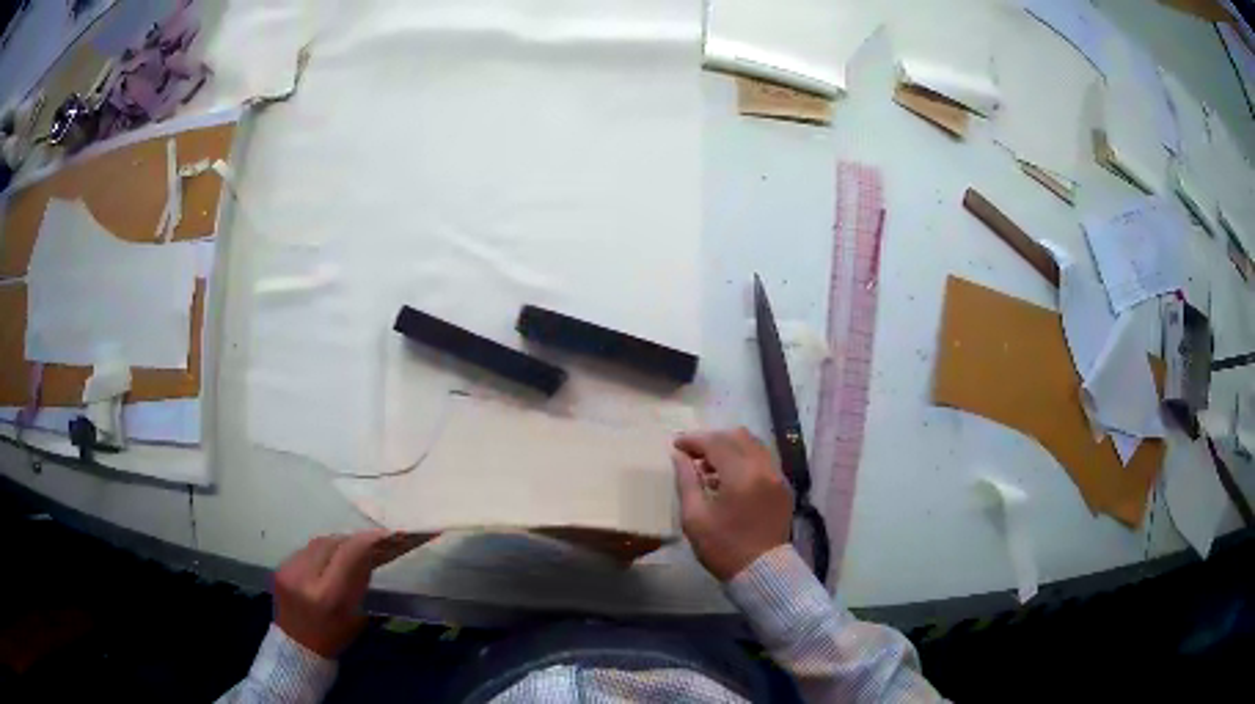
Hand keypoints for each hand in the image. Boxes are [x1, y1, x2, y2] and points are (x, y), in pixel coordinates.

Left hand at [274, 530, 424, 657]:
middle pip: (334, 543)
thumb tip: (372, 555)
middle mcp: (306, 577)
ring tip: (352, 549)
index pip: (350, 554)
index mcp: (329, 596)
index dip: (369, 540)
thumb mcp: (358, 617)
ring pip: (319, 543)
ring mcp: (289, 570)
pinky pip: (306, 550)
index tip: (387, 535)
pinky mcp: (281, 567)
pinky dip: (322, 551)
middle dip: (354, 540)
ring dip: (338, 543)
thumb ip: (361, 583)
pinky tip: (330, 559)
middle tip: (371, 542)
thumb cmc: (334, 638)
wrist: (297, 647)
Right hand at [673, 428, 792, 581]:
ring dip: (729, 448)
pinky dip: (744, 459)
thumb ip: (686, 481)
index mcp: (742, 475)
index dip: (693, 440)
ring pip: (753, 445)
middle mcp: (764, 467)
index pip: (716, 442)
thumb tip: (679, 457)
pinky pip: (763, 460)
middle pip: (737, 436)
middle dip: (712, 440)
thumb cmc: (723, 547)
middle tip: (691, 455)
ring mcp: (778, 476)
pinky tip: (728, 479)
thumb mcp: (695, 517)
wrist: (762, 572)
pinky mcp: (783, 487)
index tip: (676, 446)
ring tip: (708, 467)